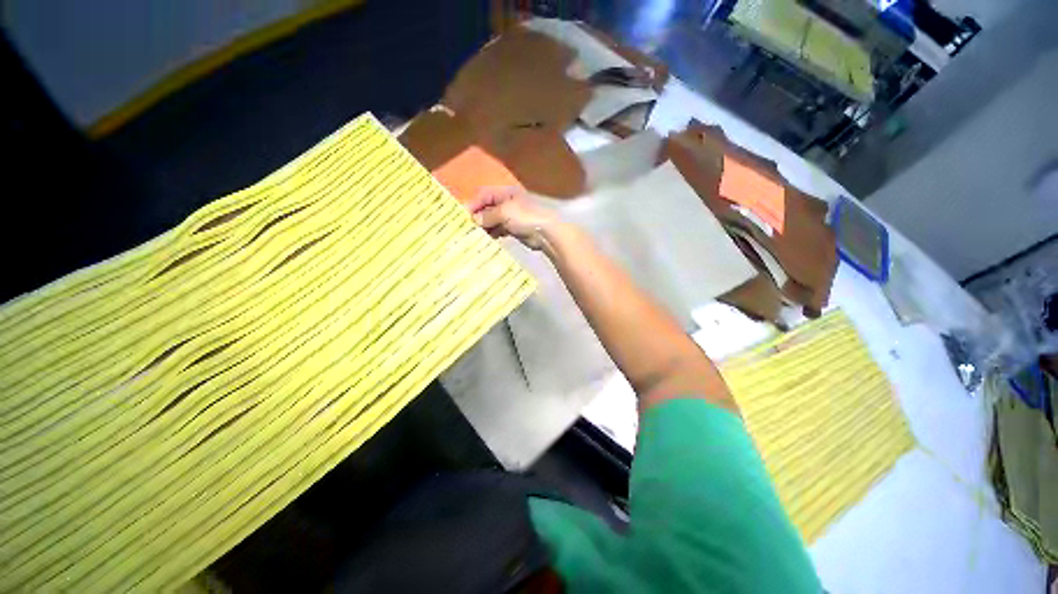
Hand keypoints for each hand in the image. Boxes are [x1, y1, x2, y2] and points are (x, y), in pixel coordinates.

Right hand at [466, 187, 561, 251]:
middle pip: (487, 208)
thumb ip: (487, 215)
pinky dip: (493, 233)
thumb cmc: (525, 217)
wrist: (545, 233)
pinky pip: (499, 230)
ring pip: (492, 220)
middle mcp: (507, 202)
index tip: (464, 216)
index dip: (473, 204)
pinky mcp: (515, 229)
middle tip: (467, 228)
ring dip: (484, 227)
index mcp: (506, 193)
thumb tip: (474, 220)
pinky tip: (487, 240)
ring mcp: (512, 216)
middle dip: (478, 217)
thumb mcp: (504, 212)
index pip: (484, 195)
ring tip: (475, 235)